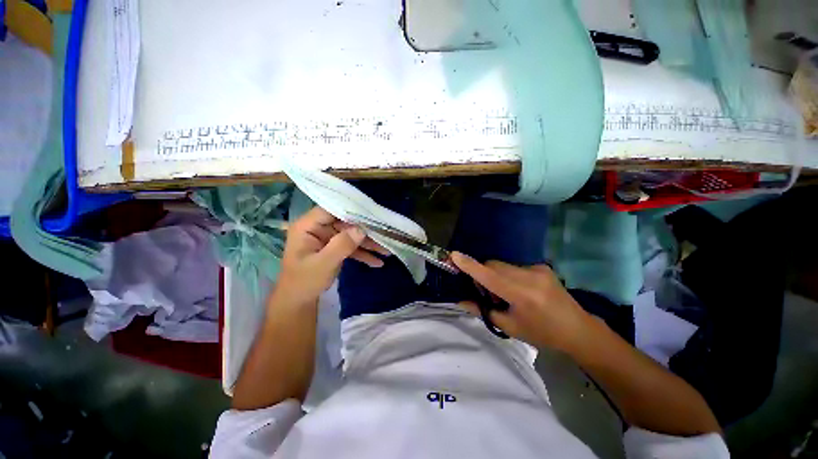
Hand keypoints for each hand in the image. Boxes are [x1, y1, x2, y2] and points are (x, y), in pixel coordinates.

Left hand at [274, 207, 388, 306]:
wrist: (298, 301)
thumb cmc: (304, 281)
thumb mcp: (323, 264)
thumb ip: (342, 245)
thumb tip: (362, 229)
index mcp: (308, 226)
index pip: (331, 209)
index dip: (351, 209)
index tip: (372, 213)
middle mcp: (318, 228)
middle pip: (346, 222)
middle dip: (365, 230)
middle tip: (385, 234)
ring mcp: (327, 238)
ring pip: (351, 235)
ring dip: (368, 243)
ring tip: (387, 251)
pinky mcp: (334, 247)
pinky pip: (351, 246)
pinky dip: (363, 253)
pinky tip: (377, 262)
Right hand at [451, 252, 590, 352]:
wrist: (578, 329)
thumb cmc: (542, 333)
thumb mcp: (510, 327)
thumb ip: (483, 310)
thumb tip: (461, 300)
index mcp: (522, 295)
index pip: (489, 276)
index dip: (470, 265)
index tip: (454, 255)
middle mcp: (529, 276)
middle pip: (493, 264)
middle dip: (482, 273)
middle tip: (484, 291)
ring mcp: (537, 269)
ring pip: (502, 264)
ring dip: (495, 274)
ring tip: (504, 293)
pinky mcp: (541, 266)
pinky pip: (514, 266)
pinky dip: (508, 274)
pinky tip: (518, 289)